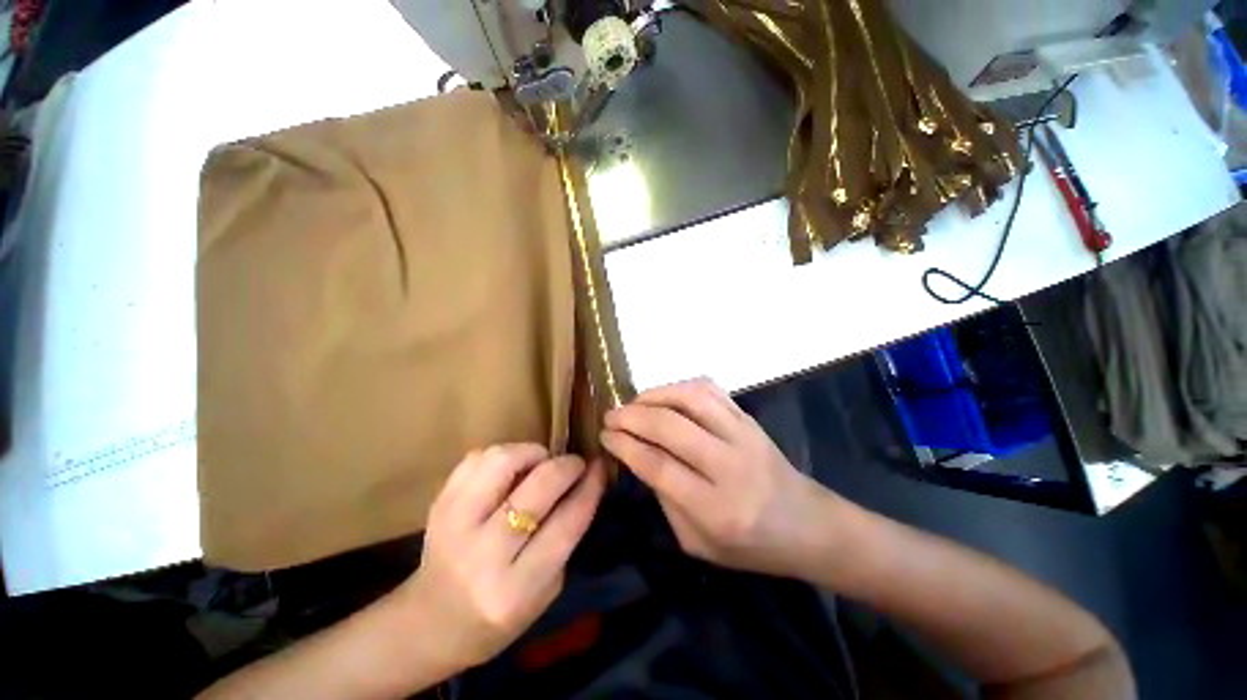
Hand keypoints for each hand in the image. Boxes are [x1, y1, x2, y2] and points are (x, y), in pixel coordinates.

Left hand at [398, 444, 605, 671]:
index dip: (590, 486)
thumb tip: (585, 482)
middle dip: (567, 465)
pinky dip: (503, 455)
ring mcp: (454, 524)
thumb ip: (567, 536)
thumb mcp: (546, 591)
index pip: (567, 522)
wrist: (431, 624)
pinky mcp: (438, 504)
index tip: (600, 467)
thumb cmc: (499, 616)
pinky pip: (477, 458)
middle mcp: (483, 554)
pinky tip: (510, 469)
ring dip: (532, 453)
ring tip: (540, 463)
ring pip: (503, 461)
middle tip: (575, 464)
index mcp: (516, 588)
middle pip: (539, 485)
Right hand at [601, 379, 842, 578]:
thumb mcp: (697, 542)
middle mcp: (729, 465)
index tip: (605, 435)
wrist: (807, 525)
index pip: (658, 465)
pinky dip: (680, 387)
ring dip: (654, 395)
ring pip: (690, 398)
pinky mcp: (748, 418)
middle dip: (632, 416)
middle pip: (670, 426)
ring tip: (634, 403)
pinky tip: (665, 396)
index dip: (625, 445)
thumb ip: (665, 498)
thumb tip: (639, 454)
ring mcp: (743, 434)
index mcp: (716, 508)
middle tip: (611, 416)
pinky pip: (710, 390)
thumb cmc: (750, 546)